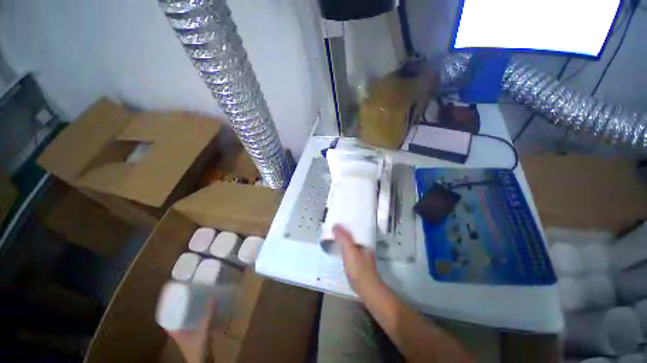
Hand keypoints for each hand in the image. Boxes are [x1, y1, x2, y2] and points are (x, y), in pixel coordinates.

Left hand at [167, 300, 214, 362]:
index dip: (169, 306)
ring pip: (188, 319)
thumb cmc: (197, 349)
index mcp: (175, 331)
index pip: (167, 317)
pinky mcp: (196, 336)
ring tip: (200, 298)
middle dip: (183, 305)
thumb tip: (212, 296)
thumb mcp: (203, 331)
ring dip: (193, 310)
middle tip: (190, 292)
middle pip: (178, 316)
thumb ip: (208, 315)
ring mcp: (188, 334)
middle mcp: (179, 331)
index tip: (174, 295)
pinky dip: (200, 316)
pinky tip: (207, 310)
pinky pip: (196, 322)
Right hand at [333, 224, 381, 296]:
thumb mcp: (350, 252)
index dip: (347, 222)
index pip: (356, 227)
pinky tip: (337, 246)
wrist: (367, 290)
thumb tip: (335, 225)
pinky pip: (349, 248)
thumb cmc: (359, 270)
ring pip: (351, 241)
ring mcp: (361, 253)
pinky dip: (343, 245)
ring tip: (333, 234)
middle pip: (353, 234)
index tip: (337, 218)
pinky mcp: (357, 261)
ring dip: (343, 237)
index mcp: (365, 240)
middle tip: (332, 226)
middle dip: (343, 229)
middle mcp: (364, 245)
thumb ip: (343, 238)